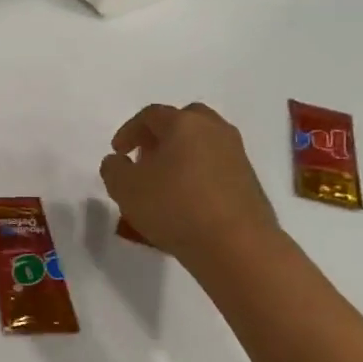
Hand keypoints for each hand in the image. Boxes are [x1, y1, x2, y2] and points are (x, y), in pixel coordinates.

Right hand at [100, 103, 278, 272]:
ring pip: (202, 145)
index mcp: (184, 123)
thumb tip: (118, 161)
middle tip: (145, 157)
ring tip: (163, 183)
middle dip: (160, 136)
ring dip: (181, 156)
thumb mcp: (124, 188)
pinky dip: (198, 175)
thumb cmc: (174, 207)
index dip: (129, 131)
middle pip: (184, 121)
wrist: (237, 246)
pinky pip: (215, 168)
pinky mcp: (249, 182)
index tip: (118, 153)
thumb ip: (113, 168)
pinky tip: (185, 200)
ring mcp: (236, 156)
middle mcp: (214, 131)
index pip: (151, 115)